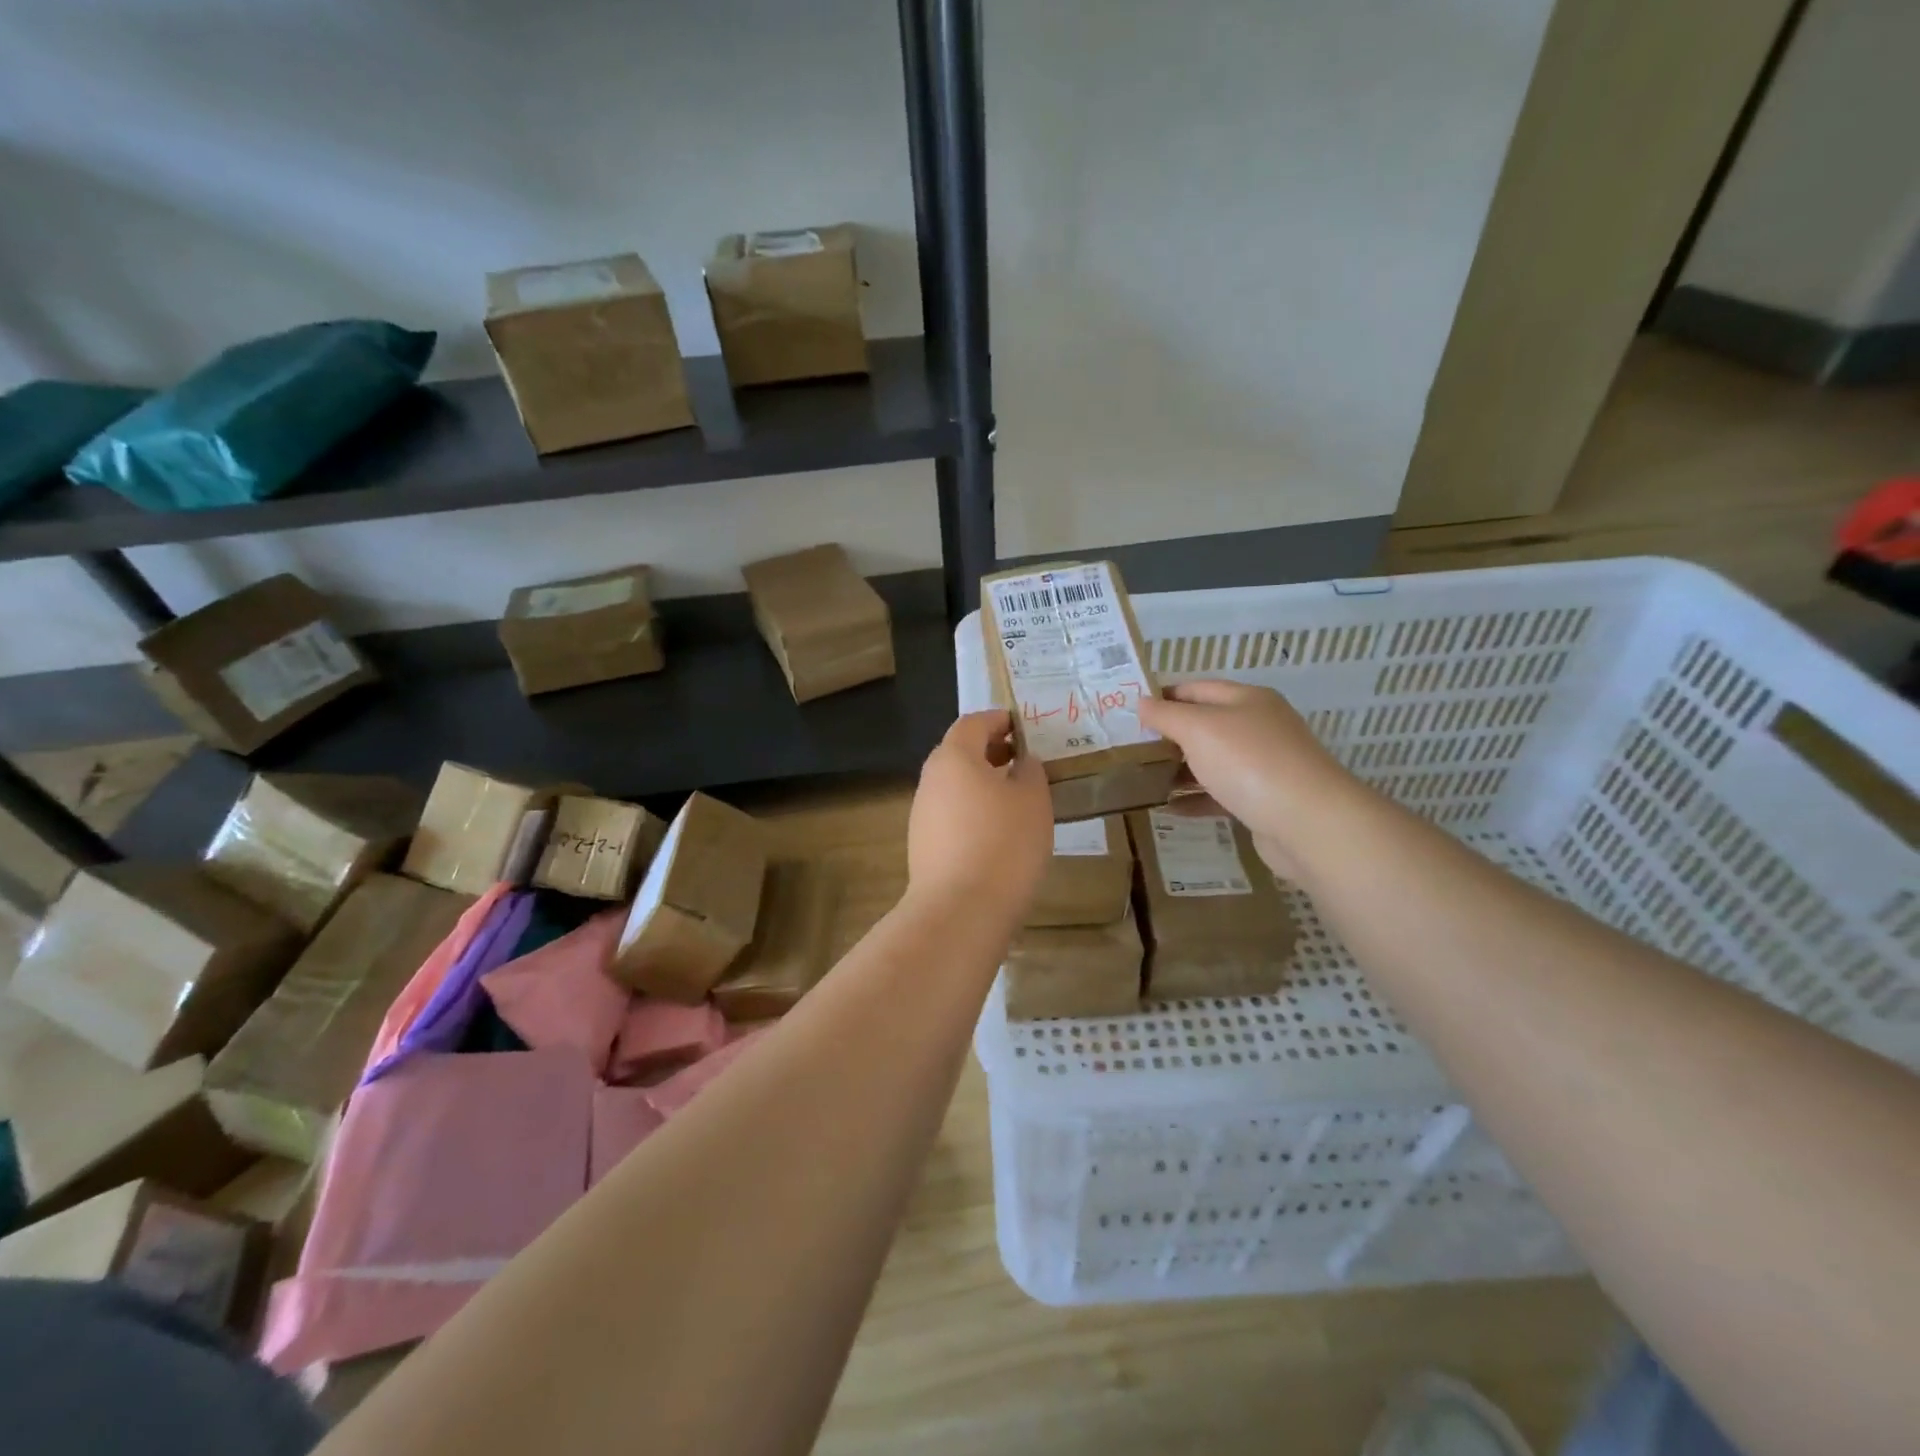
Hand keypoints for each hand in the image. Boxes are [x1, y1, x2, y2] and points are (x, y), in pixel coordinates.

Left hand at [907, 709, 1052, 916]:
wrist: (959, 911)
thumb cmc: (1004, 843)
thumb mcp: (1033, 800)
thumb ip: (1029, 771)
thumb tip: (1021, 762)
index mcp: (954, 757)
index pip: (973, 723)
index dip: (998, 720)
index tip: (1022, 728)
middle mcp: (931, 780)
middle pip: (959, 753)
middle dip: (990, 752)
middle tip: (1022, 761)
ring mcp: (922, 814)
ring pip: (954, 786)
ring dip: (982, 784)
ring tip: (1015, 799)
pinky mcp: (923, 846)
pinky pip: (951, 815)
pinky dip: (973, 811)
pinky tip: (997, 833)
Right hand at [1138, 681, 1358, 878]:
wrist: (1309, 823)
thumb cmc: (1249, 762)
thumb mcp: (1199, 729)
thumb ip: (1166, 715)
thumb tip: (1141, 702)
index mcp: (1247, 699)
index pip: (1196, 689)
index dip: (1163, 697)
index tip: (1129, 712)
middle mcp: (1258, 727)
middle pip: (1205, 725)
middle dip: (1168, 736)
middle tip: (1130, 748)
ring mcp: (1263, 765)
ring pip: (1212, 761)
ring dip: (1179, 769)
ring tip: (1143, 779)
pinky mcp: (1263, 801)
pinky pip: (1221, 794)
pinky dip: (1195, 799)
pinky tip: (1170, 808)